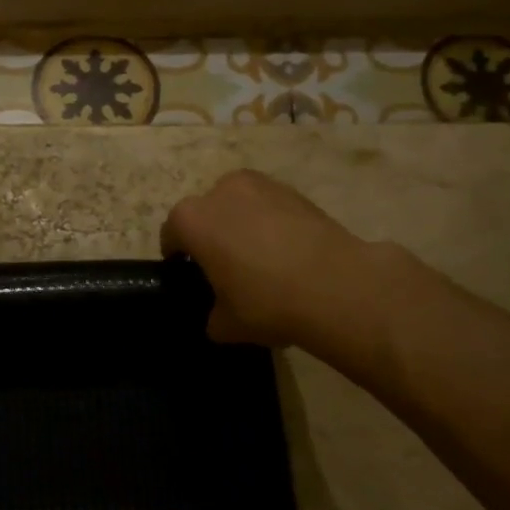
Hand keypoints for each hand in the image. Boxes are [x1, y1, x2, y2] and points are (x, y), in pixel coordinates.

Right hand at [161, 169, 367, 345]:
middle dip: (211, 235)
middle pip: (206, 212)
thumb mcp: (226, 324)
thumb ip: (212, 315)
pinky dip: (272, 224)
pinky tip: (288, 253)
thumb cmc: (267, 302)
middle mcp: (221, 191)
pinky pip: (271, 207)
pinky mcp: (296, 191)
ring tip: (261, 258)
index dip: (178, 256)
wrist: (338, 286)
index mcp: (192, 219)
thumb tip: (218, 314)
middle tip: (227, 268)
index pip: (172, 234)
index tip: (190, 275)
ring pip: (240, 205)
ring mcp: (261, 185)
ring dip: (242, 224)